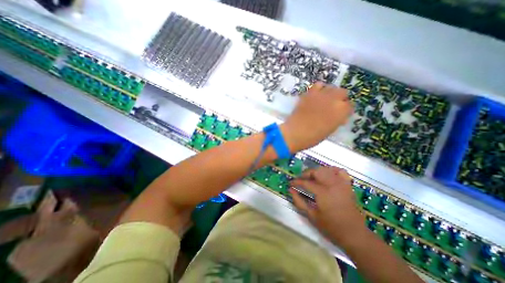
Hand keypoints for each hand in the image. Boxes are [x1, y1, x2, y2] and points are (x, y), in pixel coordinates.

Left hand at [280, 82, 351, 151]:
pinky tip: (317, 95)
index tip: (341, 113)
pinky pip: (318, 85)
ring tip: (325, 99)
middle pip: (343, 92)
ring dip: (331, 93)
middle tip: (333, 106)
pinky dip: (319, 88)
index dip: (345, 110)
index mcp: (341, 111)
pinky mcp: (310, 93)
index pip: (350, 106)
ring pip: (332, 87)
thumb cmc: (313, 137)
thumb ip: (337, 120)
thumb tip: (340, 117)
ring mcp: (321, 95)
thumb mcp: (330, 130)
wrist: (295, 132)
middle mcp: (334, 100)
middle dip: (340, 99)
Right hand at [288, 167, 366, 245]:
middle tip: (300, 180)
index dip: (296, 182)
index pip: (306, 182)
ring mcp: (341, 183)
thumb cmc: (331, 227)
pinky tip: (327, 174)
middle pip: (316, 171)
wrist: (354, 234)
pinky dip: (332, 170)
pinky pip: (340, 171)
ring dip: (316, 171)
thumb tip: (290, 190)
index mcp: (323, 192)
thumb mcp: (311, 216)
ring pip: (326, 169)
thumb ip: (299, 201)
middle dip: (305, 174)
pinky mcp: (347, 185)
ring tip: (311, 178)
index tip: (290, 183)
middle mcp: (332, 184)